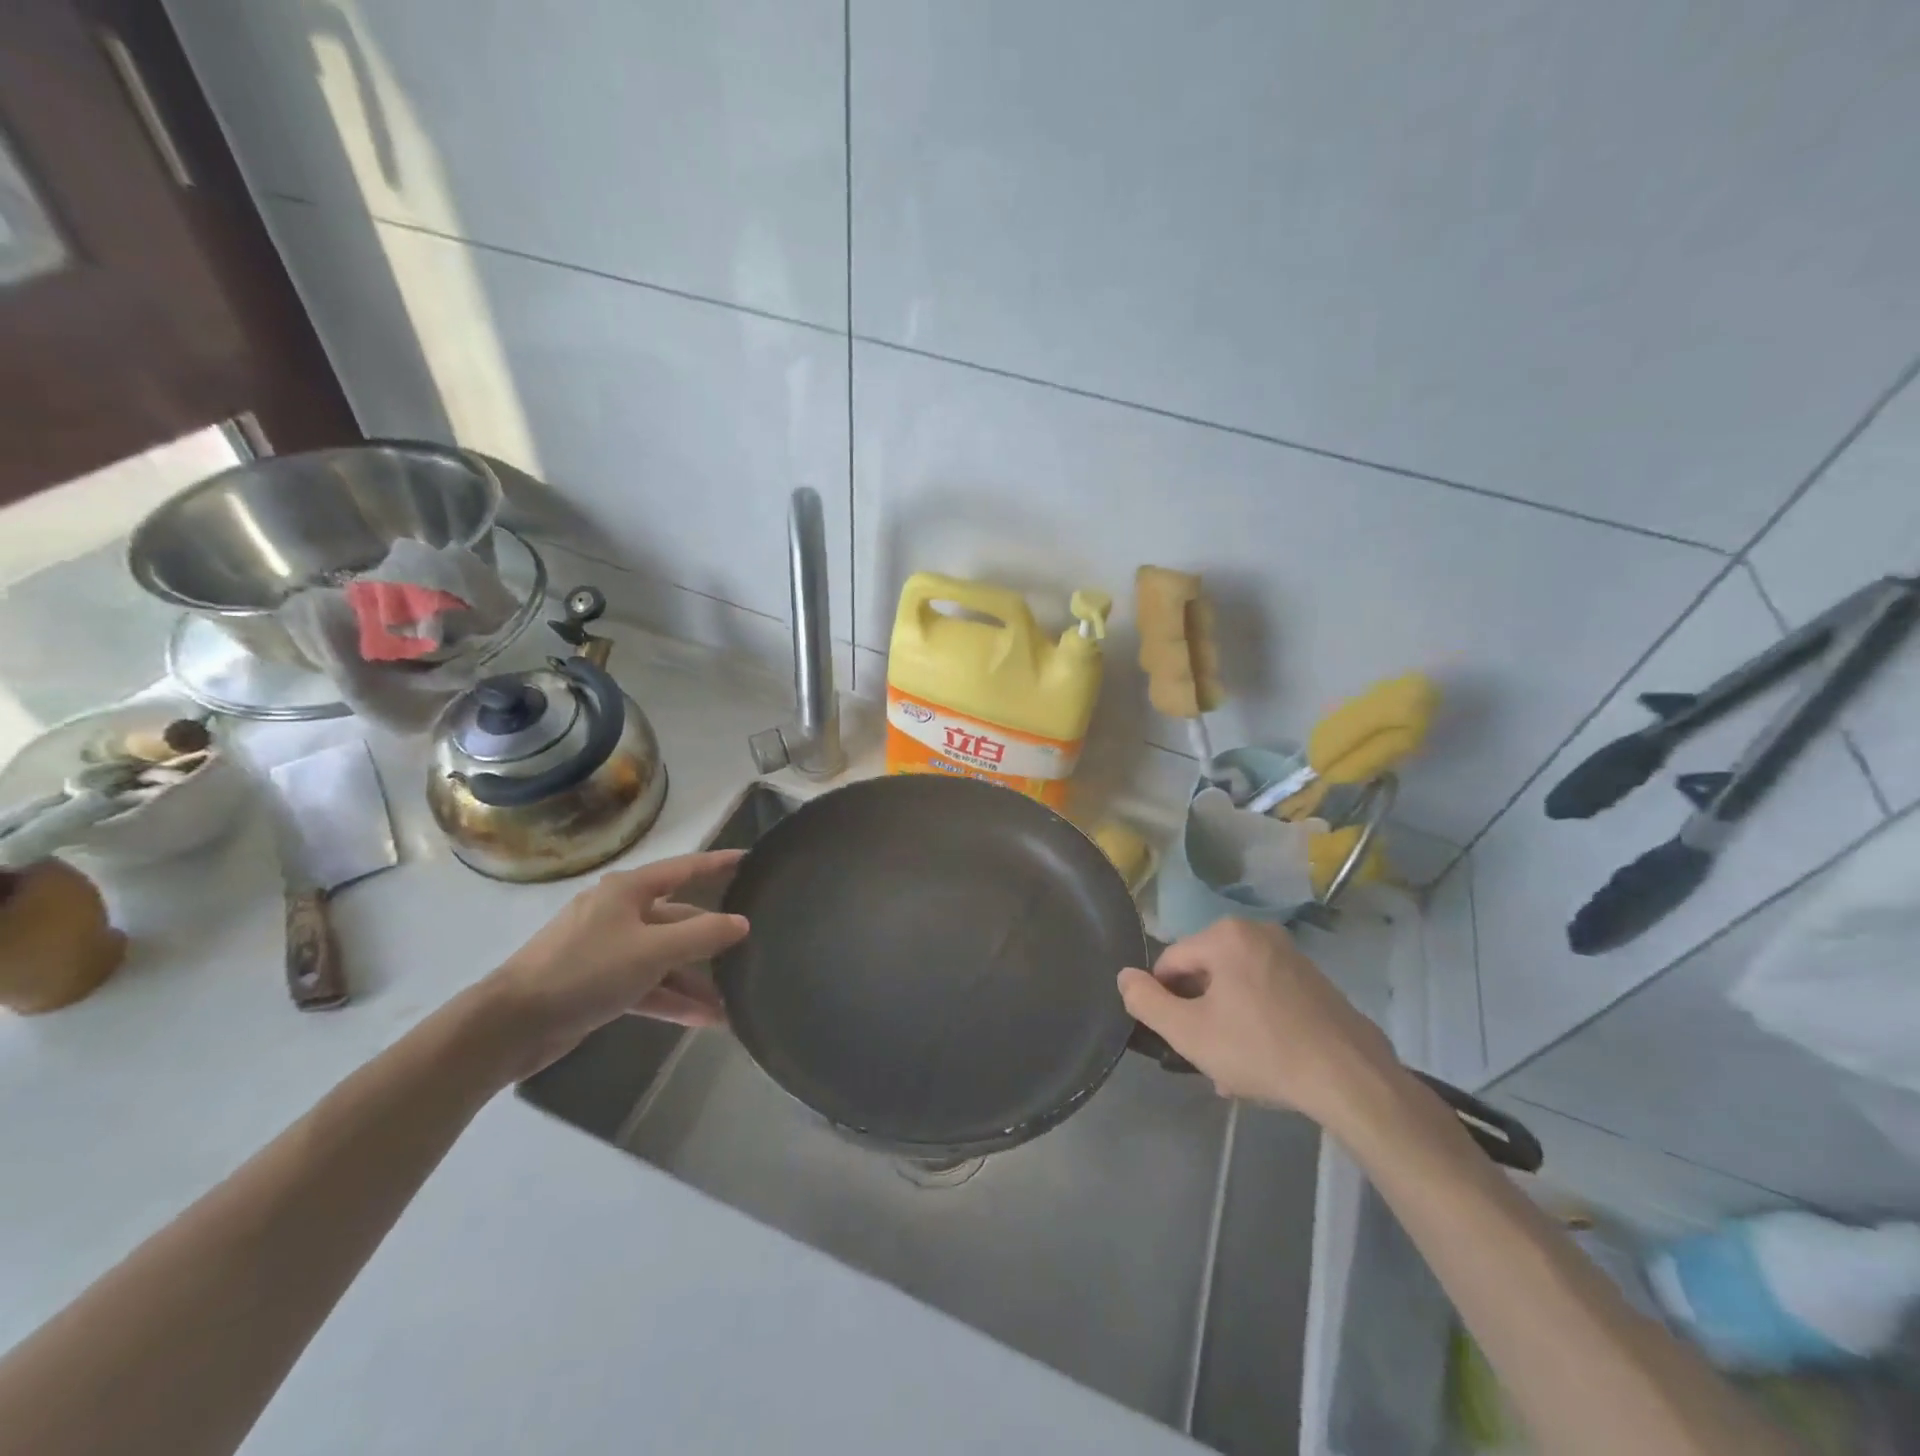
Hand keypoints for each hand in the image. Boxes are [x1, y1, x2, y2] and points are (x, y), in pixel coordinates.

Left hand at [477, 850, 749, 1080]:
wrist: (511, 1024)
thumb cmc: (586, 970)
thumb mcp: (653, 950)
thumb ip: (703, 934)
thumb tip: (742, 922)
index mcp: (629, 890)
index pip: (685, 868)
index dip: (718, 863)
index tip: (750, 860)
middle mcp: (619, 912)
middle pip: (678, 918)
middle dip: (711, 939)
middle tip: (750, 948)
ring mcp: (607, 949)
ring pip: (664, 958)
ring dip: (695, 980)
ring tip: (733, 1001)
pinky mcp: (599, 983)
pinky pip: (647, 985)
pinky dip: (672, 999)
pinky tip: (705, 1019)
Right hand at [1118, 918, 1399, 1122]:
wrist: (1351, 1079)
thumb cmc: (1261, 1050)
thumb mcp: (1189, 1032)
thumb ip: (1147, 1002)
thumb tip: (1124, 977)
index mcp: (1225, 936)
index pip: (1170, 962)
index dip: (1164, 1001)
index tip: (1178, 1038)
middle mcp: (1258, 932)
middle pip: (1205, 973)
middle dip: (1199, 1014)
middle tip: (1207, 1057)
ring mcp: (1291, 955)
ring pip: (1236, 987)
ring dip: (1226, 1022)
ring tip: (1235, 1069)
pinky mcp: (1314, 980)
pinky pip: (1266, 994)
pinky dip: (1256, 1021)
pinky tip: (1263, 1060)